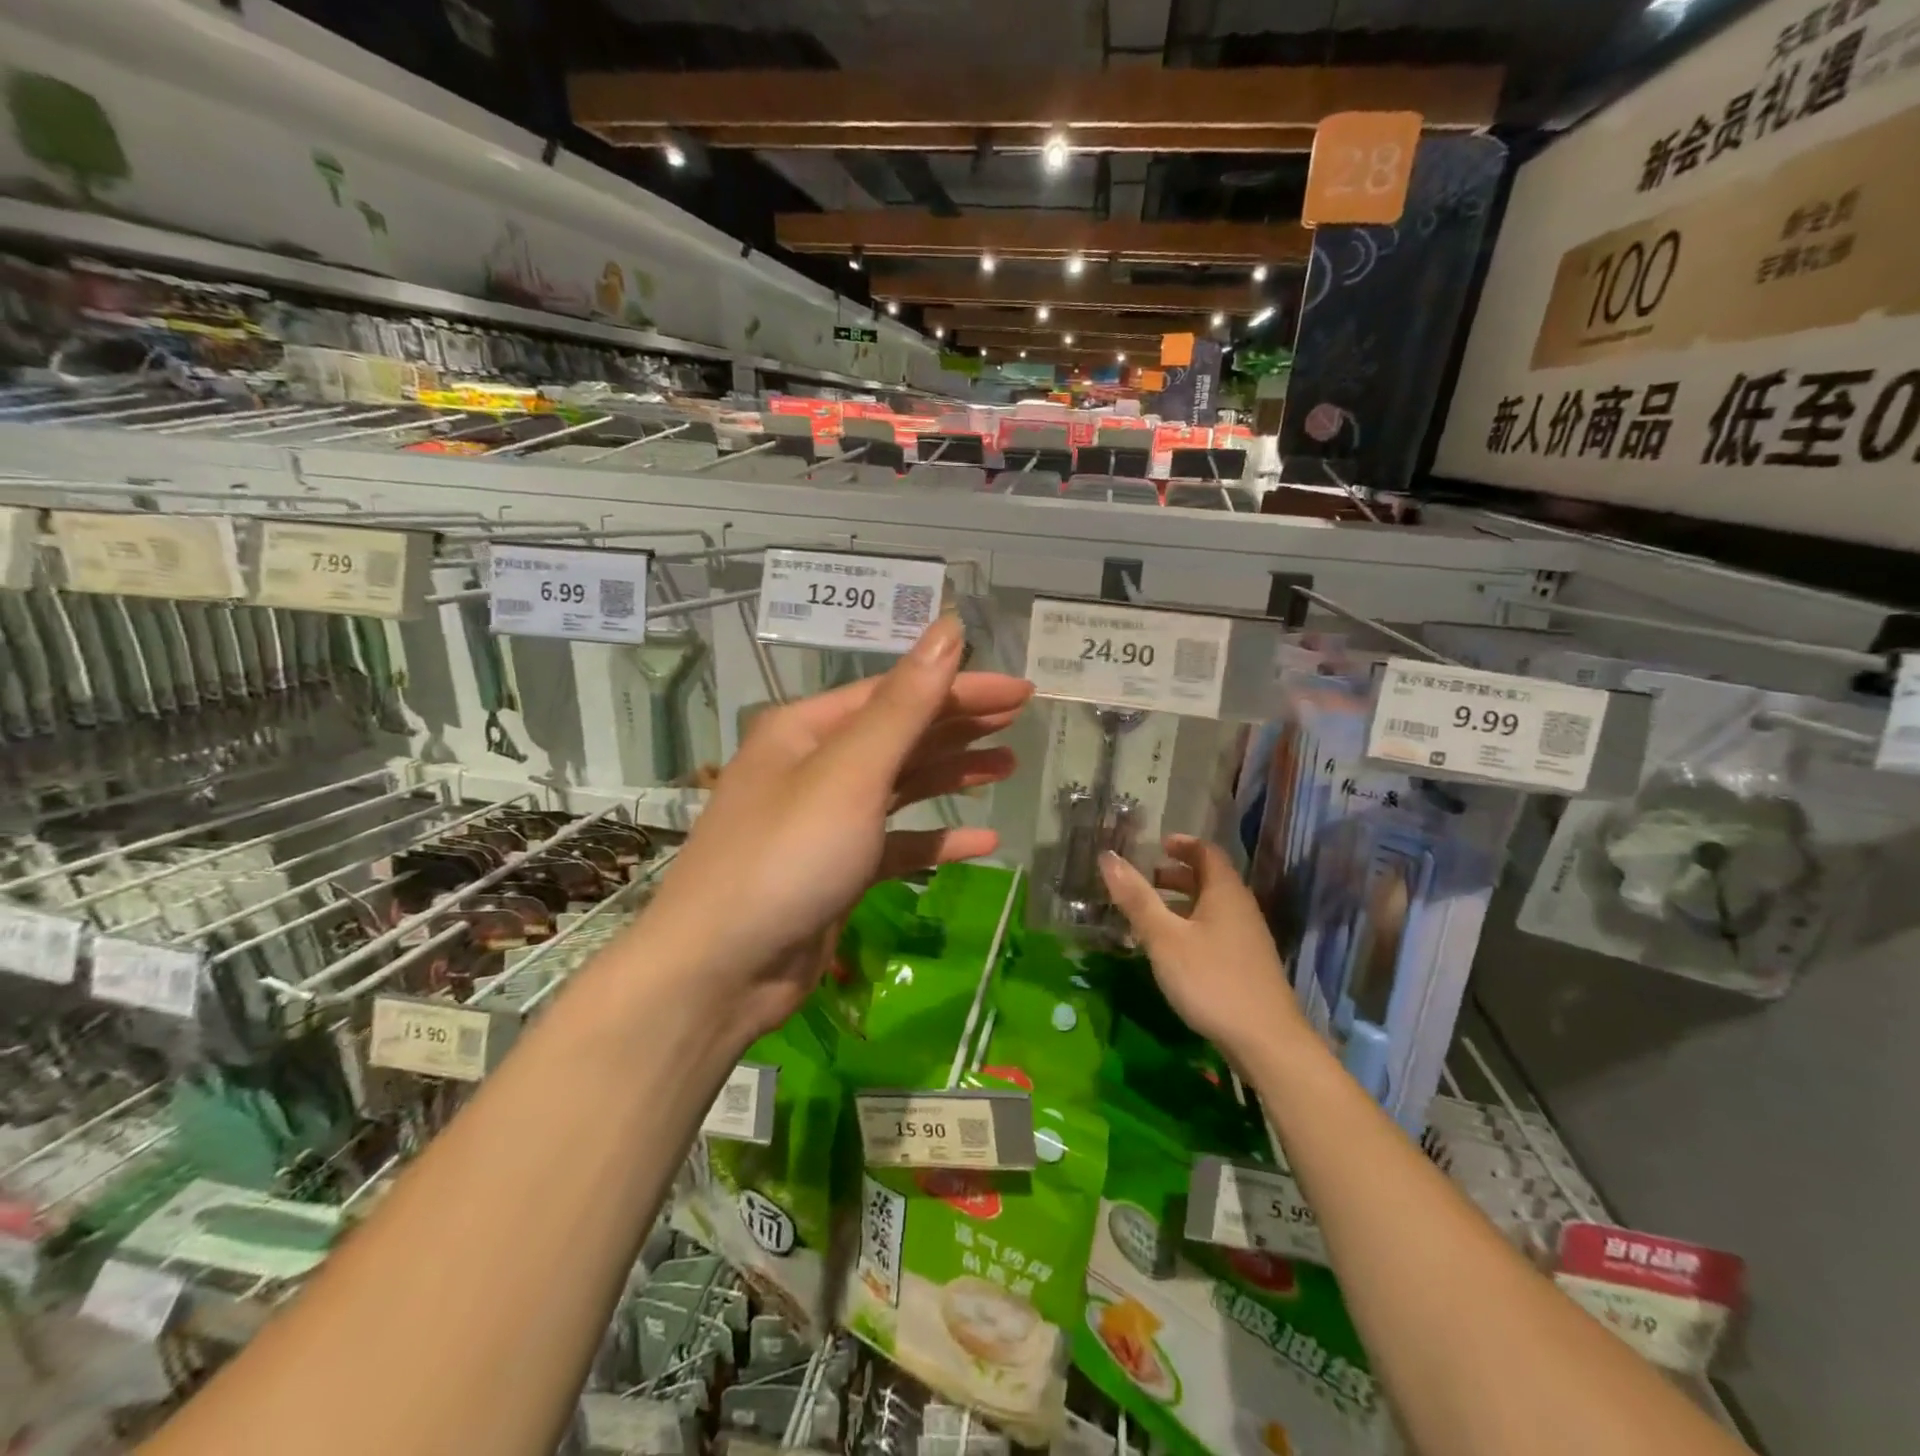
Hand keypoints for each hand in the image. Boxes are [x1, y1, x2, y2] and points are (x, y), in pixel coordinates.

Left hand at [639, 615, 1031, 1043]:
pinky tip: (983, 842)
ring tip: (1007, 767)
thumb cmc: (787, 856)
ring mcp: (825, 821)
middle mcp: (814, 766)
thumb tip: (948, 627)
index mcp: (808, 729)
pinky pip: (896, 843)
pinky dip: (936, 840)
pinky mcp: (837, 870)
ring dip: (952, 775)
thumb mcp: (851, 772)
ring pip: (900, 786)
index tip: (1020, 693)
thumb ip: (906, 704)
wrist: (721, 970)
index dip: (961, 688)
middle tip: (1020, 720)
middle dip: (959, 726)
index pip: (897, 693)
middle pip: (899, 734)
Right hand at [1099, 835, 1306, 1063]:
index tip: (1157, 845)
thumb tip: (1107, 857)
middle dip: (1178, 874)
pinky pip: (1216, 929)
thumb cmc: (1211, 980)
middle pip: (1210, 878)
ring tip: (1151, 914)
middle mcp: (1241, 908)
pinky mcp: (1247, 964)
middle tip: (1146, 879)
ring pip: (1213, 906)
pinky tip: (1173, 949)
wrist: (1266, 1042)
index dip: (1182, 844)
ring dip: (1183, 902)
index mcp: (1225, 892)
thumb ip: (1136, 898)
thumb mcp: (1164, 938)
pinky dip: (1192, 925)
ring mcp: (1248, 938)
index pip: (1207, 852)